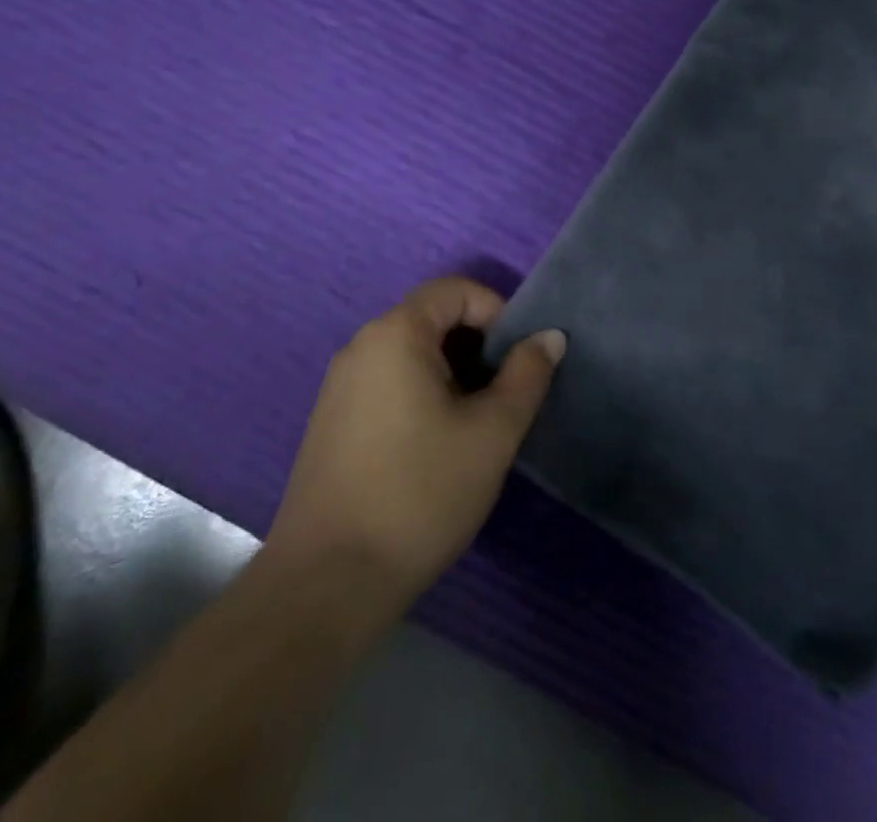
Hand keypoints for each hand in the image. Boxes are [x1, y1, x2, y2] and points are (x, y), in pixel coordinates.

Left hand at [262, 278, 565, 622]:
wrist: (327, 585)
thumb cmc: (419, 494)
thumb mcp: (492, 433)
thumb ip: (526, 375)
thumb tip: (549, 336)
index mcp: (396, 334)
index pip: (456, 290)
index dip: (498, 313)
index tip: (520, 361)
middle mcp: (361, 346)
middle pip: (433, 319)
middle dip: (478, 347)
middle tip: (504, 396)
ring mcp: (340, 386)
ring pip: (412, 355)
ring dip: (453, 374)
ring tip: (476, 426)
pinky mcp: (332, 422)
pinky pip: (388, 383)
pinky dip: (423, 395)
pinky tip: (435, 449)